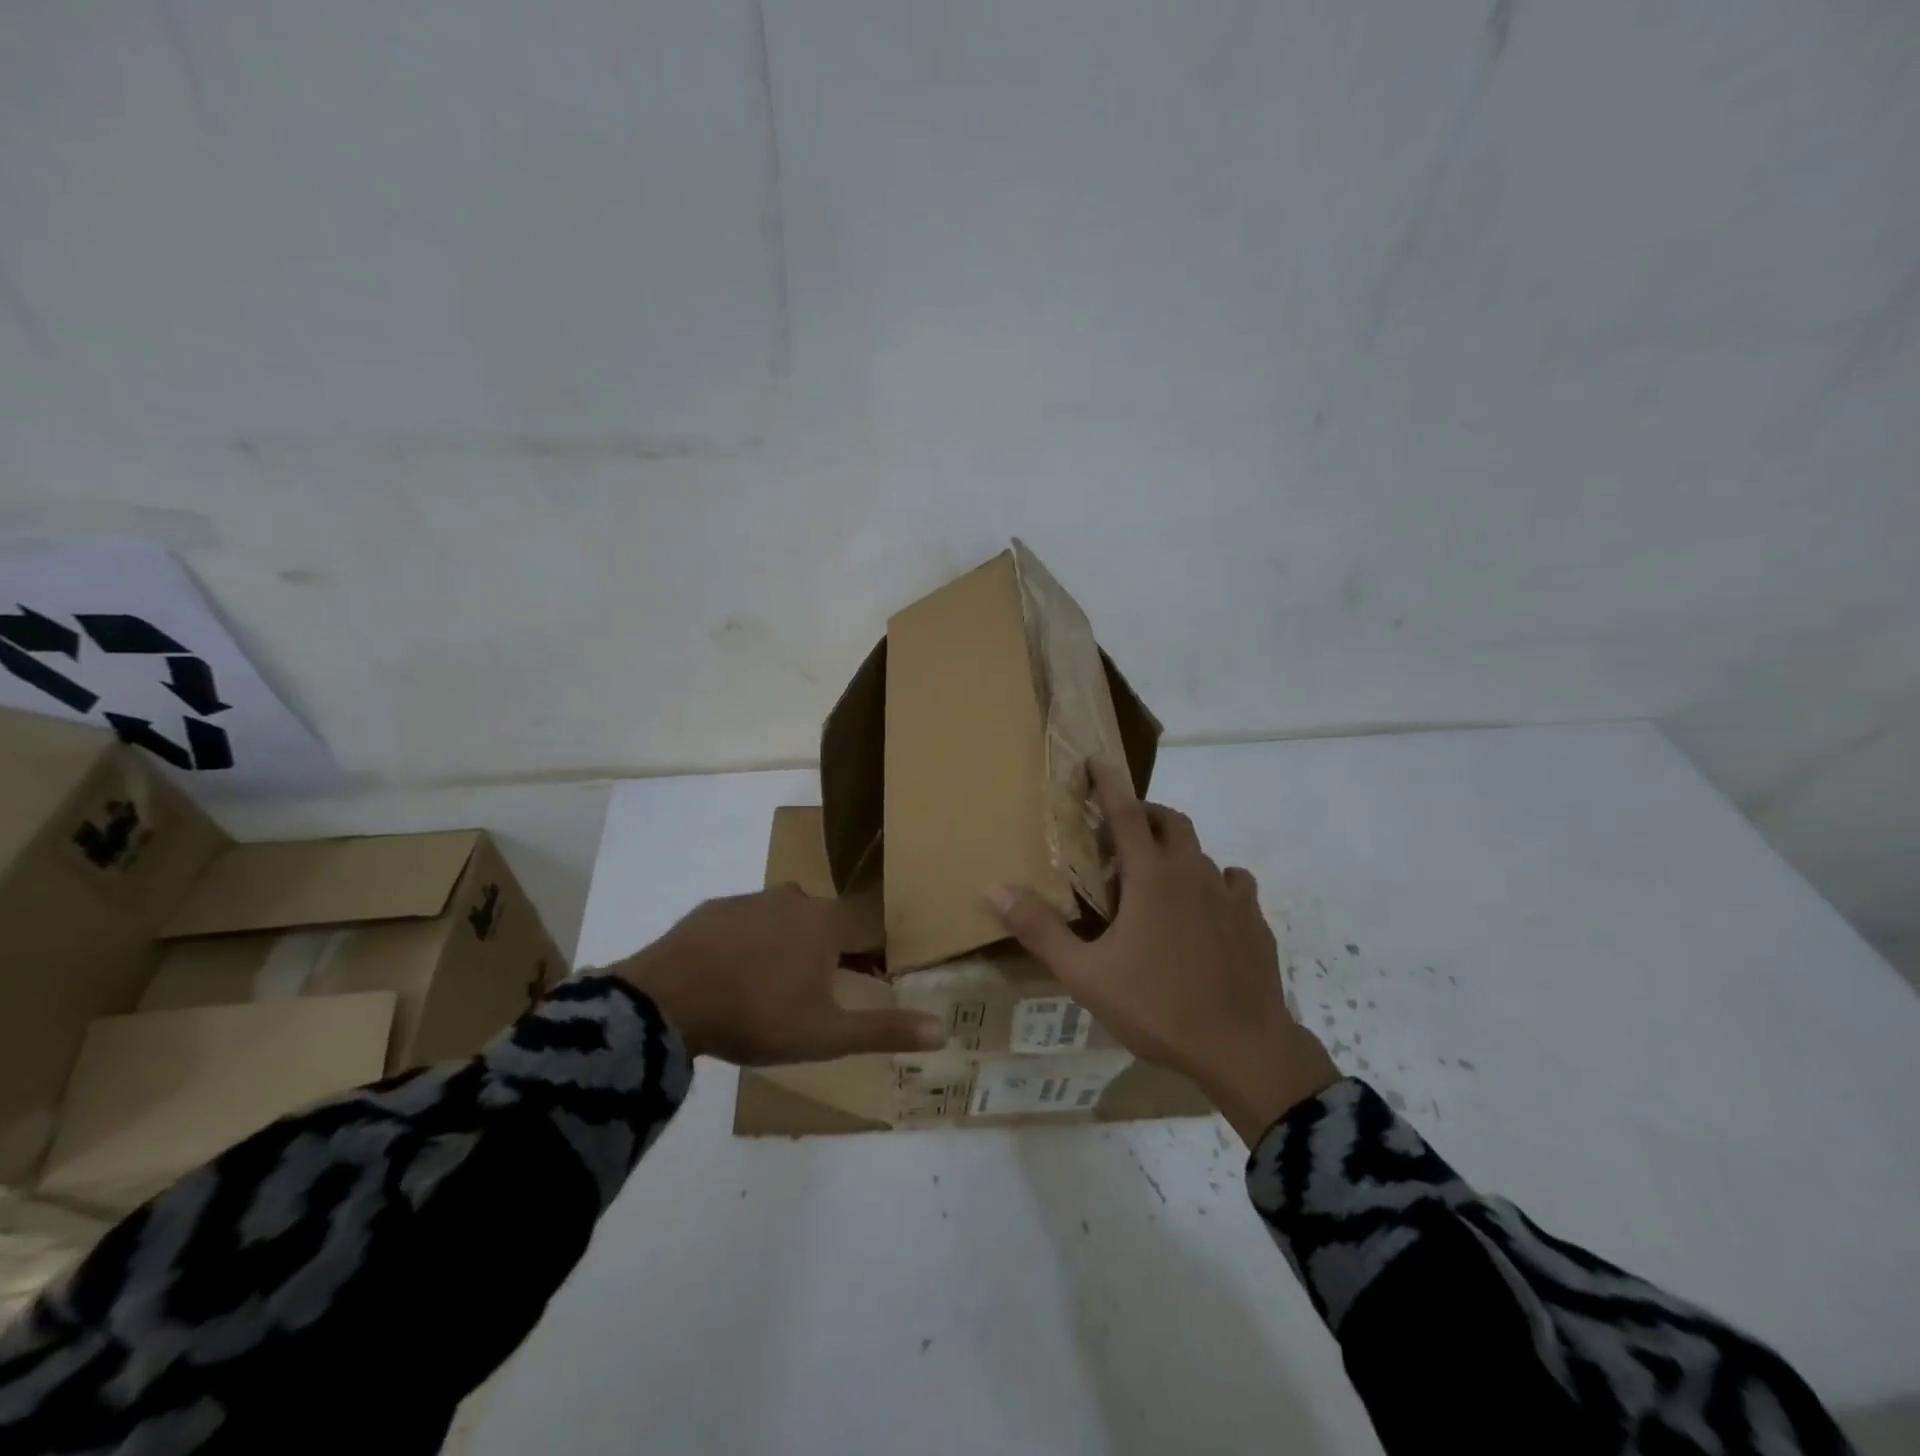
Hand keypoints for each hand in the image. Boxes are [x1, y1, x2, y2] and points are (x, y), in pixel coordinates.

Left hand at [613, 888, 945, 1064]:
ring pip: (783, 918)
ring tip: (767, 986)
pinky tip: (730, 974)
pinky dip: (746, 942)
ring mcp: (750, 899)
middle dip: (825, 951)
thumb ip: (884, 1031)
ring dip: (784, 944)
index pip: (865, 931)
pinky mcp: (713, 908)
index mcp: (826, 923)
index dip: (867, 957)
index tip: (859, 983)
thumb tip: (944, 1032)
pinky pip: (743, 922)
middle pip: (824, 922)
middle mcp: (794, 898)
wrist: (668, 1001)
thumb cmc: (757, 1016)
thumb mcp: (826, 1035)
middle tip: (809, 993)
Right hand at [985, 761, 1337, 1143]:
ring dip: (1176, 851)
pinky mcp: (1255, 921)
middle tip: (1121, 833)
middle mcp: (1193, 873)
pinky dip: (1215, 883)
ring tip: (1158, 878)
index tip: (1098, 760)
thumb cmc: (1157, 1007)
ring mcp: (1231, 896)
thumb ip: (1040, 929)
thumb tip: (993, 888)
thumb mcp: (1085, 974)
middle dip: (1144, 814)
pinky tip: (1206, 910)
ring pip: (1202, 853)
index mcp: (1152, 877)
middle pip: (1170, 821)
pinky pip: (1234, 884)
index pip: (1125, 813)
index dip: (1109, 783)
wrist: (1243, 1049)